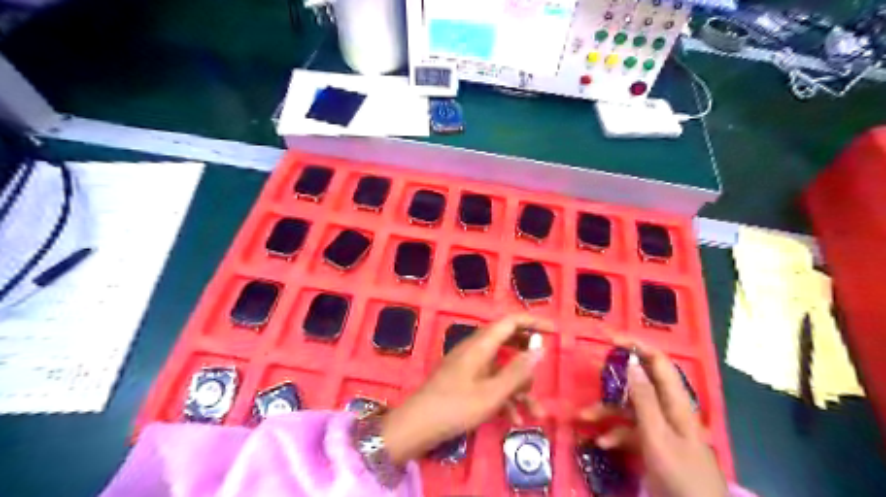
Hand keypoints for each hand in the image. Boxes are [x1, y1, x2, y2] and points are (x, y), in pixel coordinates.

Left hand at [382, 315, 551, 465]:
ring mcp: (469, 366)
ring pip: (502, 366)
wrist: (416, 427)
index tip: (554, 331)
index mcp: (480, 345)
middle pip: (507, 341)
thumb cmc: (455, 407)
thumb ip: (517, 371)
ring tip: (536, 411)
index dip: (533, 322)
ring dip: (520, 386)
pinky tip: (515, 419)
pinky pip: (491, 381)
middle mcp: (475, 350)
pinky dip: (505, 396)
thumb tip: (540, 348)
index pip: (510, 321)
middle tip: (544, 368)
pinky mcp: (465, 381)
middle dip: (528, 356)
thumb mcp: (492, 393)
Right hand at [579, 339, 730, 496]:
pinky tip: (602, 444)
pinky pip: (630, 431)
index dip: (636, 346)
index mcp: (675, 402)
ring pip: (629, 409)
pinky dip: (614, 434)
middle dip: (613, 379)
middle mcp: (668, 410)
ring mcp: (660, 429)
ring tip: (582, 418)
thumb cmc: (680, 474)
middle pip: (639, 383)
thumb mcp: (657, 437)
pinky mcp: (654, 445)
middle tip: (590, 370)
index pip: (658, 362)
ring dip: (606, 411)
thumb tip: (633, 363)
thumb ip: (644, 400)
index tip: (610, 338)